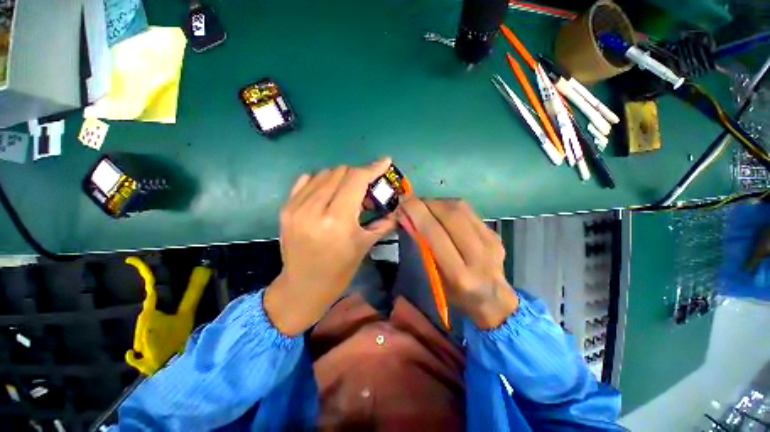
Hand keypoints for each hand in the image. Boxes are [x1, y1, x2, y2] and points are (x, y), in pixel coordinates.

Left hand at [264, 159, 396, 335]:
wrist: (303, 286)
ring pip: (324, 173)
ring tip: (347, 192)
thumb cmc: (339, 270)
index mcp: (338, 220)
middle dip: (358, 174)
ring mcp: (296, 207)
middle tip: (366, 187)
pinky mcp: (286, 208)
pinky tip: (328, 193)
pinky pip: (306, 180)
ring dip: (341, 177)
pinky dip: (322, 181)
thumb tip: (397, 207)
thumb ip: (384, 222)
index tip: (384, 162)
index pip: (356, 179)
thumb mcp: (365, 245)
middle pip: (341, 171)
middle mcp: (314, 209)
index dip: (372, 167)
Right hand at [398, 198, 517, 328]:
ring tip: (425, 205)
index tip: (403, 203)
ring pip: (460, 208)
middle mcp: (478, 254)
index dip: (417, 213)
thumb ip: (423, 247)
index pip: (434, 233)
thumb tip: (408, 218)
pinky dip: (450, 206)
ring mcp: (490, 241)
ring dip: (438, 202)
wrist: (493, 298)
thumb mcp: (434, 277)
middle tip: (412, 202)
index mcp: (458, 273)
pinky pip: (468, 210)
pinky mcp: (494, 232)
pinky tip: (442, 211)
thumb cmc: (456, 294)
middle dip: (427, 203)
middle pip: (450, 215)